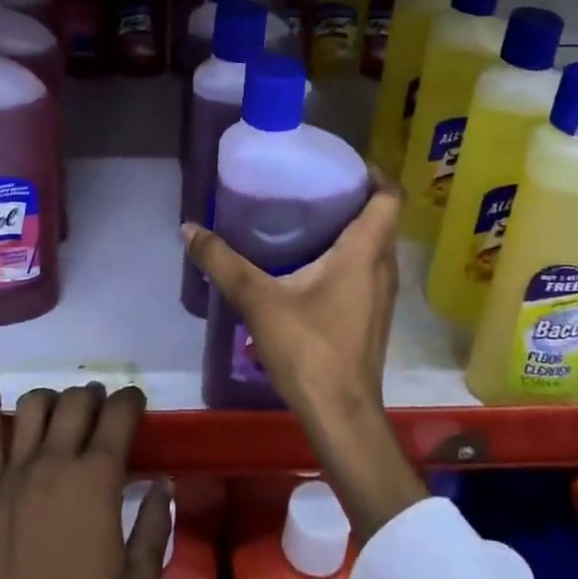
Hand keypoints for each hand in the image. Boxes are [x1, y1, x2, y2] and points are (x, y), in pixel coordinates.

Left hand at [0, 385, 172, 578]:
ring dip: (51, 400)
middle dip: (94, 396)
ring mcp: (16, 472)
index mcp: (98, 477)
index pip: (119, 413)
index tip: (136, 404)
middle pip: (76, 400)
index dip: (131, 400)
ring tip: (58, 414)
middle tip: (100, 410)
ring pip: (32, 406)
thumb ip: (156, 524)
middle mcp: (56, 461)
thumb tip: (162, 483)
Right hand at [183, 174, 427, 538]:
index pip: (388, 196)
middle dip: (353, 195)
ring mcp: (382, 295)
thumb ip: (223, 262)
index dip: (371, 172)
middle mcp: (383, 267)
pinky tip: (312, 263)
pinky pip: (368, 268)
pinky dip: (348, 254)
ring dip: (352, 226)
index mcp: (365, 252)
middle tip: (311, 184)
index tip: (339, 162)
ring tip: (308, 216)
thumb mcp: (259, 300)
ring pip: (375, 245)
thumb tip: (189, 228)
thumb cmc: (309, 349)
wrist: (342, 416)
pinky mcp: (373, 316)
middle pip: (381, 217)